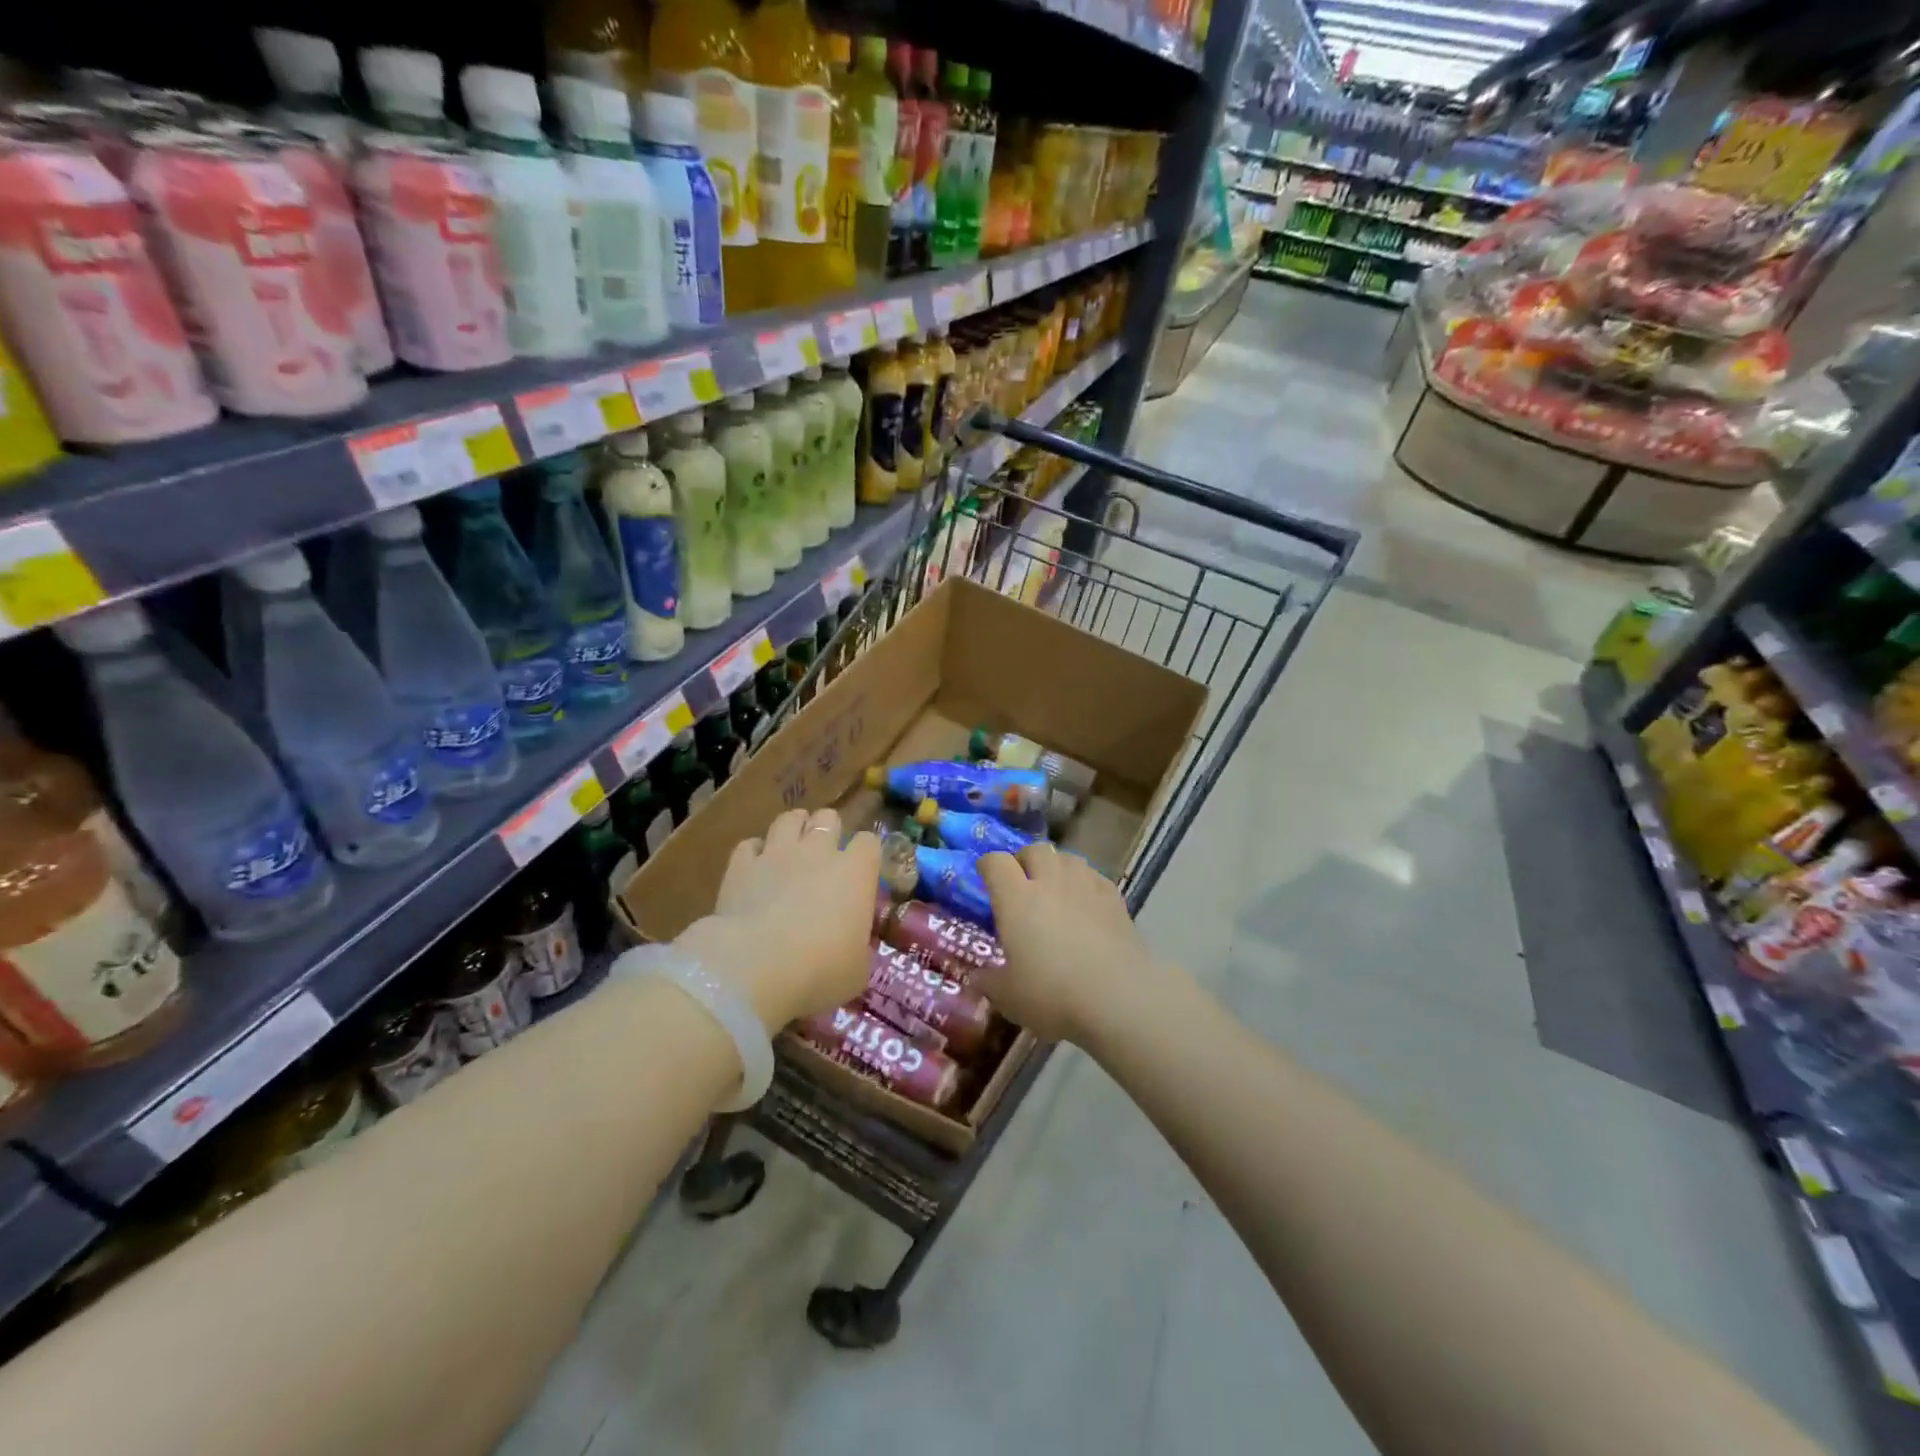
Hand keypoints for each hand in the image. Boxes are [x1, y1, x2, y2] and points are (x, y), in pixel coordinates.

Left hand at [679, 808, 881, 1034]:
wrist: (754, 968)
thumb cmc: (820, 971)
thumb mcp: (858, 970)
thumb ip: (860, 948)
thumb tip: (856, 945)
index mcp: (855, 872)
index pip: (869, 842)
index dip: (867, 854)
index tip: (863, 873)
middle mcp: (818, 852)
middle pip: (828, 818)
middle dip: (829, 830)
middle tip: (825, 855)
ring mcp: (776, 854)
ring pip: (789, 819)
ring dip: (794, 829)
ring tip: (792, 847)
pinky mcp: (740, 866)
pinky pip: (749, 845)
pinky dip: (754, 853)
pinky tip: (755, 868)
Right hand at [976, 844, 1160, 1045]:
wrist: (1118, 997)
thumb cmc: (1053, 994)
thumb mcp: (1008, 997)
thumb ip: (988, 982)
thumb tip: (976, 978)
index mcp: (1016, 898)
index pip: (996, 862)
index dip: (988, 866)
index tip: (986, 877)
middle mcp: (1050, 881)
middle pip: (1034, 850)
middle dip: (1025, 861)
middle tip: (1022, 884)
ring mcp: (1086, 885)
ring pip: (1067, 858)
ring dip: (1056, 867)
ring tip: (1055, 889)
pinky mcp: (1114, 897)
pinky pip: (1094, 876)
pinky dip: (1084, 882)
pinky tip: (1086, 903)